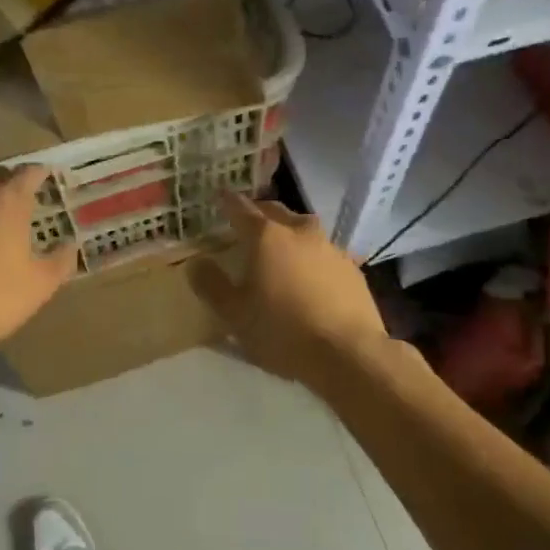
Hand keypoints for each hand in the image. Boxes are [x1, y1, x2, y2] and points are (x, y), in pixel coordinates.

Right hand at [188, 192, 390, 382]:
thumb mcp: (235, 315)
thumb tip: (196, 264)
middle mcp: (300, 232)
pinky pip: (324, 252)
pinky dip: (312, 256)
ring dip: (289, 231)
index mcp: (267, 237)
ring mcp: (330, 248)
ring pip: (304, 228)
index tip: (218, 195)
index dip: (227, 201)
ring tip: (280, 247)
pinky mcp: (353, 269)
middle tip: (247, 222)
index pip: (241, 209)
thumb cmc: (282, 331)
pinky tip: (310, 275)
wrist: (348, 354)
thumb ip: (212, 286)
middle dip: (259, 212)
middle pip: (276, 211)